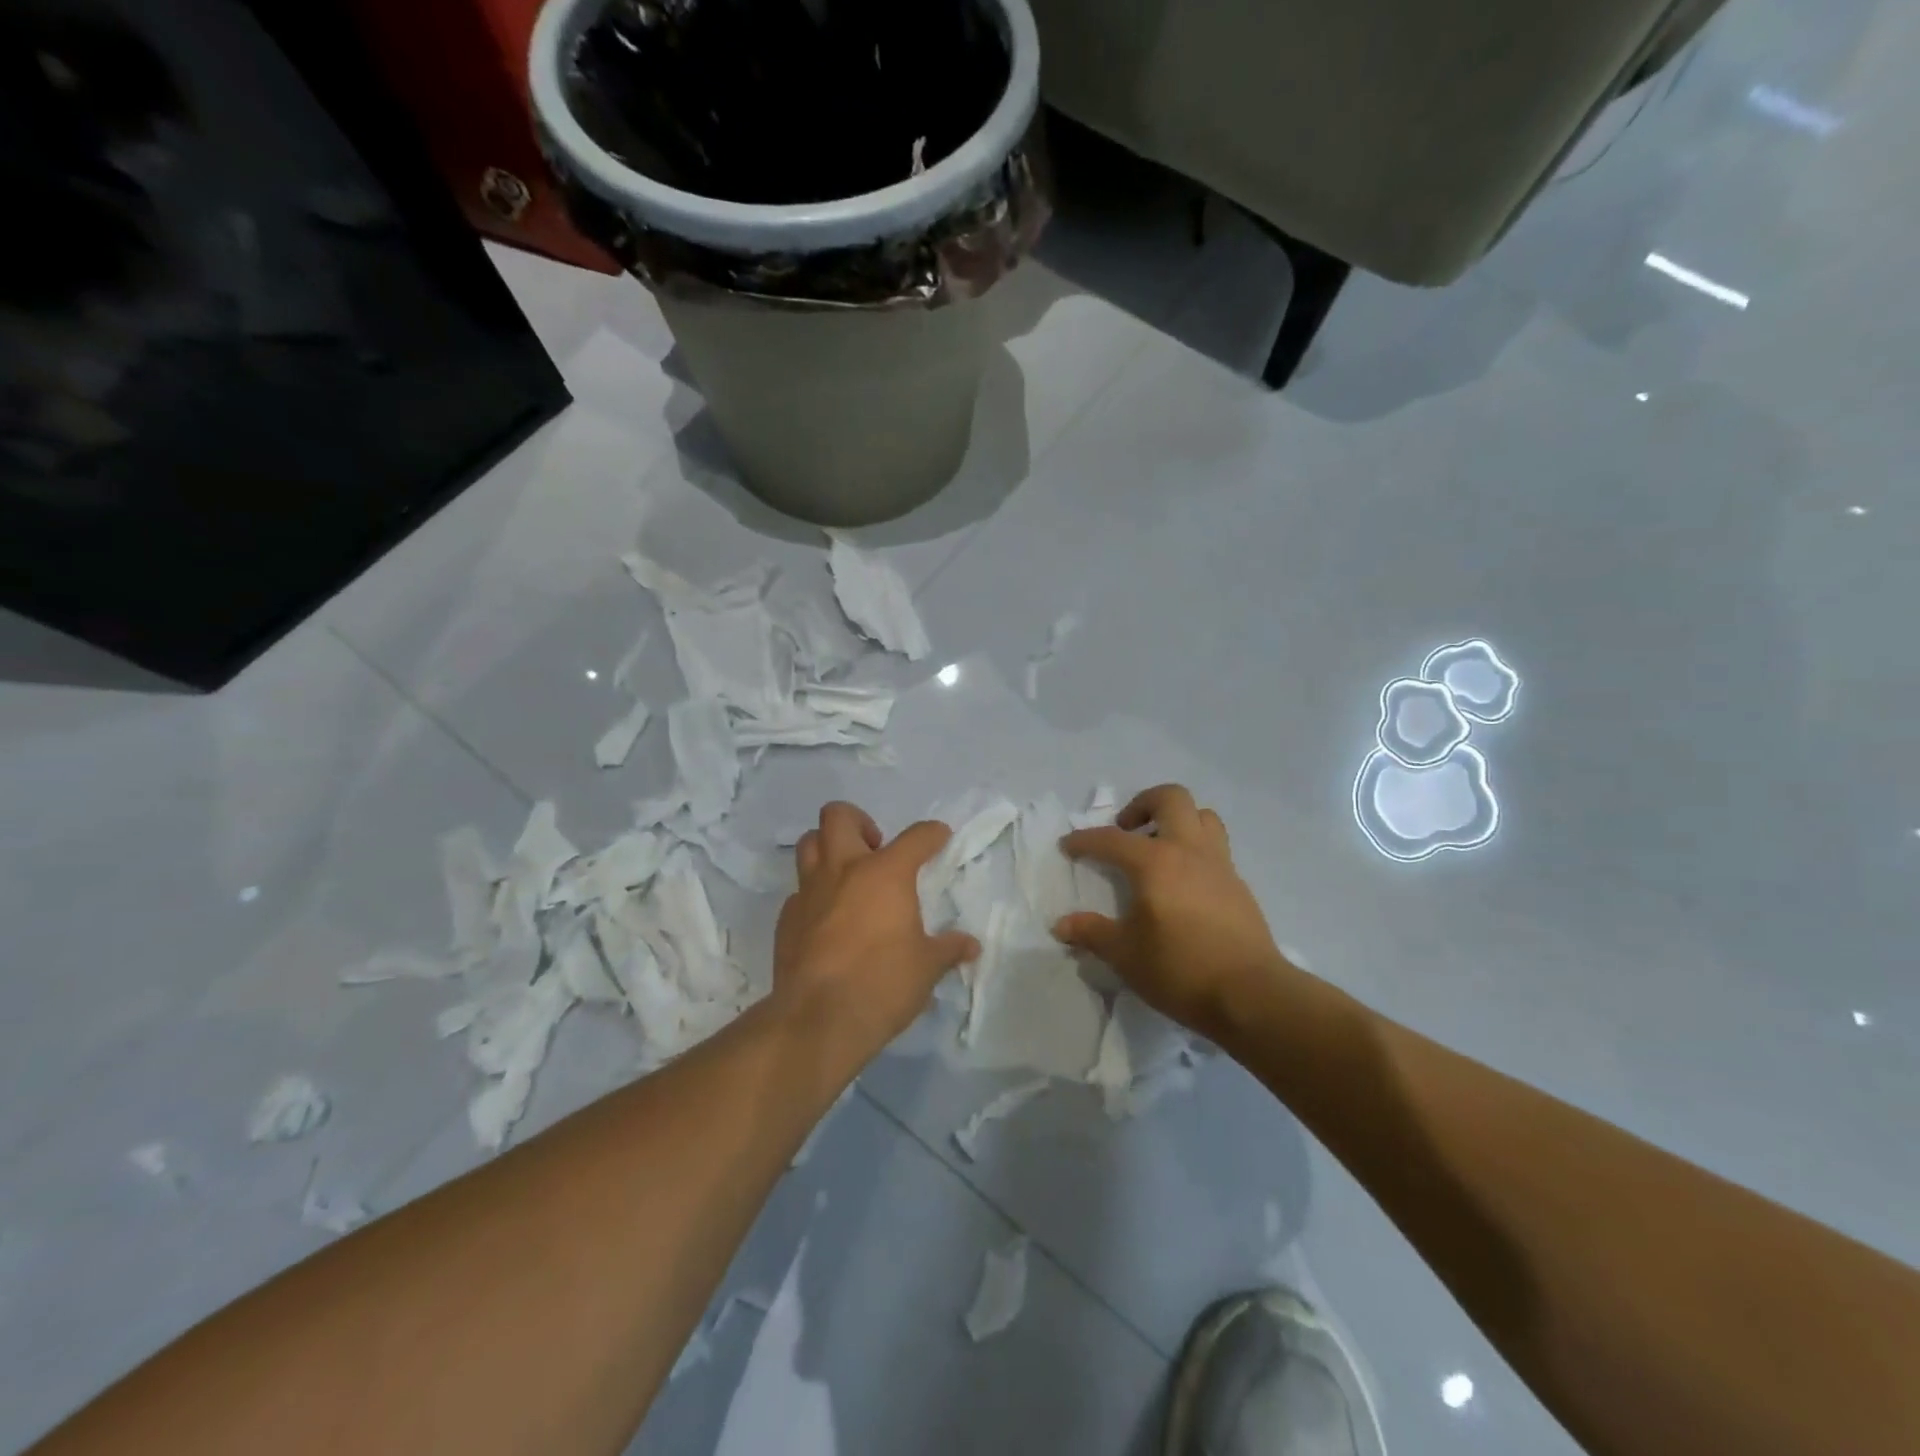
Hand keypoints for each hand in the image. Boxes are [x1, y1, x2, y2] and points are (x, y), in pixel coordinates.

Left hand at [774, 802, 979, 1065]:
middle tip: (875, 848)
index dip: (932, 833)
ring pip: (809, 844)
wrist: (818, 1020)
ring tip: (847, 873)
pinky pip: (799, 891)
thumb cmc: (882, 984)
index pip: (916, 837)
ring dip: (828, 848)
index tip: (939, 837)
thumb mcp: (927, 967)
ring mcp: (809, 892)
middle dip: (858, 821)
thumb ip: (948, 949)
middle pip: (838, 816)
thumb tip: (970, 946)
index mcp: (885, 873)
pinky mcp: (787, 918)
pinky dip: (814, 894)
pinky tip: (828, 918)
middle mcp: (843, 870)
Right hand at [1054, 784, 1293, 1042]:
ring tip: (1159, 846)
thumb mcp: (1124, 955)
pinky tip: (1183, 883)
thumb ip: (1092, 933)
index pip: (1111, 840)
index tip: (1067, 846)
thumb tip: (1062, 925)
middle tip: (1126, 828)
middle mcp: (1188, 851)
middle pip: (1171, 799)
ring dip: (1178, 820)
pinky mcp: (1238, 885)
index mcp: (1155, 862)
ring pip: (1202, 816)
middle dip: (1143, 804)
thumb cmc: (1180, 969)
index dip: (1084, 840)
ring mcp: (1219, 865)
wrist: (1250, 995)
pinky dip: (1195, 850)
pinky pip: (1216, 848)